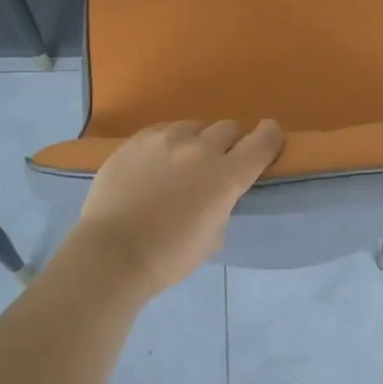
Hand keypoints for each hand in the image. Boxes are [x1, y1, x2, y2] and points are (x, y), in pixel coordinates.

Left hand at [66, 120, 283, 295]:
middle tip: (219, 163)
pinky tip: (157, 162)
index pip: (262, 142)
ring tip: (182, 163)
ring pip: (194, 126)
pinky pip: (163, 130)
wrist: (112, 253)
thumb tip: (218, 190)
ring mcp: (165, 139)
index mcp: (226, 176)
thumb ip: (223, 203)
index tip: (269, 138)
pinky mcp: (137, 140)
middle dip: (230, 143)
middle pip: (228, 128)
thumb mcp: (214, 236)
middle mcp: (200, 148)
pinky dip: (168, 142)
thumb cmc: (169, 256)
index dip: (270, 137)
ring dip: (197, 141)